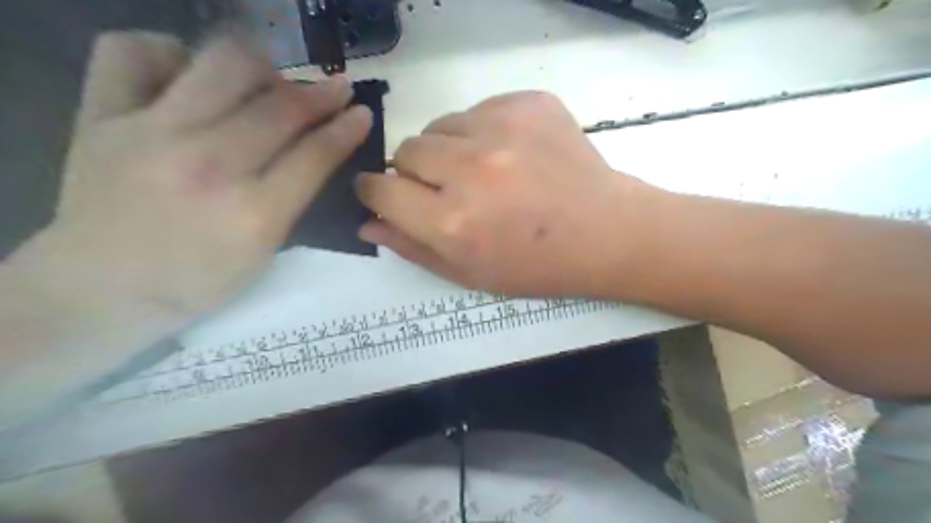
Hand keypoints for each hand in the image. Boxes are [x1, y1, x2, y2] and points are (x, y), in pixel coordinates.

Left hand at [9, 30, 372, 322]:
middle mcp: (207, 166)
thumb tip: (315, 149)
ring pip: (222, 64)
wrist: (102, 289)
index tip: (362, 111)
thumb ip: (293, 200)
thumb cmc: (198, 281)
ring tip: (269, 83)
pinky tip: (190, 76)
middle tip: (334, 90)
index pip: (315, 155)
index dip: (346, 128)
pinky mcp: (102, 116)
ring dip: (262, 68)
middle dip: (320, 93)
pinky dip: (172, 53)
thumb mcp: (264, 253)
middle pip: (280, 107)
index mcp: (253, 214)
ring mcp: (150, 134)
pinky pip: (135, 51)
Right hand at [356, 89, 652, 296]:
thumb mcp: (469, 273)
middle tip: (449, 190)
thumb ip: (412, 247)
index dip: (375, 192)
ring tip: (484, 173)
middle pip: (406, 150)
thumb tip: (367, 223)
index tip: (384, 194)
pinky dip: (483, 131)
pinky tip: (512, 155)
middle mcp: (470, 169)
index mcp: (452, 222)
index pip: (381, 190)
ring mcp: (501, 129)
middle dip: (415, 172)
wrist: (604, 232)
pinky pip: (479, 110)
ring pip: (440, 126)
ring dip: (449, 149)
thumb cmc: (535, 265)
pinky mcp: (528, 103)